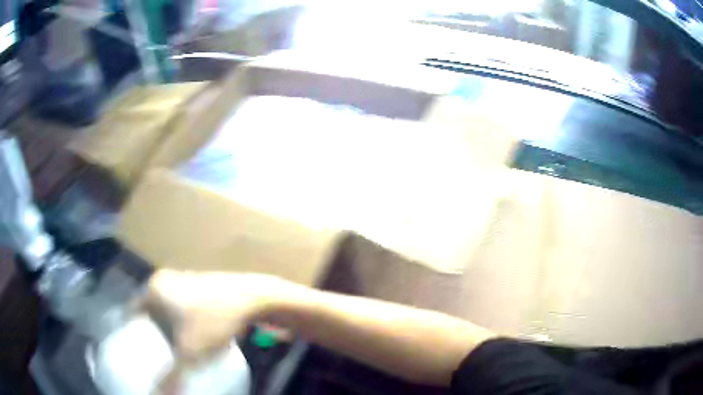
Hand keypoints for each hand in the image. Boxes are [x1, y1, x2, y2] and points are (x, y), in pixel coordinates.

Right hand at [144, 270, 282, 362]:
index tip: (134, 349)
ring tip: (167, 349)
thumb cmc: (215, 321)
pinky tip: (189, 339)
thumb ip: (172, 377)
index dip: (131, 331)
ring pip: (167, 309)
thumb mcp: (190, 353)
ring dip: (167, 327)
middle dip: (150, 331)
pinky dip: (183, 323)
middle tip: (150, 353)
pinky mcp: (202, 287)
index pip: (132, 312)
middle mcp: (167, 279)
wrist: (255, 298)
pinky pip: (183, 308)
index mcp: (155, 288)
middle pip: (149, 311)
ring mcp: (185, 280)